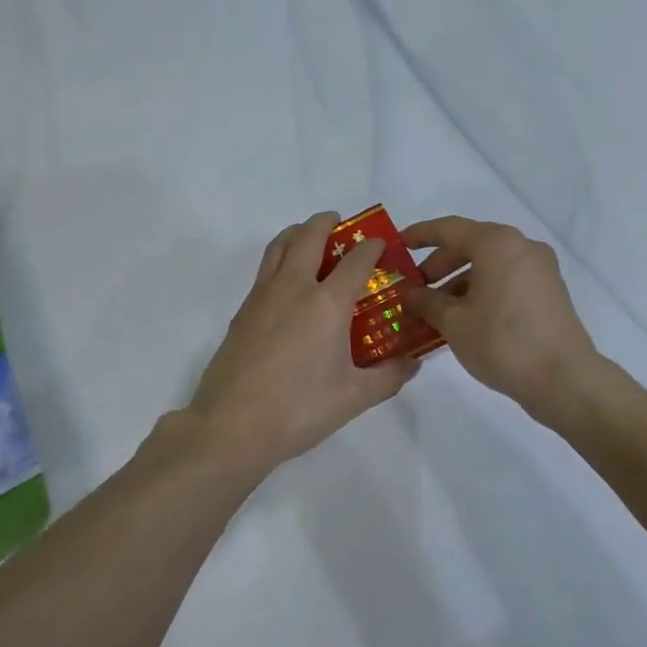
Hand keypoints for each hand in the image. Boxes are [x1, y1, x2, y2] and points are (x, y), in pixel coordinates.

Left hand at [185, 212, 418, 474]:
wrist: (232, 424)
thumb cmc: (299, 409)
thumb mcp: (353, 398)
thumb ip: (388, 376)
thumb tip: (414, 362)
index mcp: (327, 303)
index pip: (356, 261)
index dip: (372, 247)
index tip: (381, 243)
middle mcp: (294, 288)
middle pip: (309, 237)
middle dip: (326, 223)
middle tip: (340, 222)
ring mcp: (263, 296)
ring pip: (280, 246)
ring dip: (297, 232)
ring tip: (309, 236)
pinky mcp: (243, 310)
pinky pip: (265, 269)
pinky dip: (280, 257)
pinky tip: (288, 281)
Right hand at [402, 216, 615, 424]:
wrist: (564, 379)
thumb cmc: (502, 342)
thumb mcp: (454, 322)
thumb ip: (427, 302)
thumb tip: (412, 295)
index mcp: (496, 243)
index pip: (448, 229)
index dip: (419, 234)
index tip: (398, 244)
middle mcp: (521, 246)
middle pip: (470, 244)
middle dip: (439, 264)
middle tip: (416, 287)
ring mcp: (540, 269)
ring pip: (489, 264)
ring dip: (459, 280)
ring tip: (437, 309)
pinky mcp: (549, 291)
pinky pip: (506, 279)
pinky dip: (482, 289)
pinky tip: (465, 317)